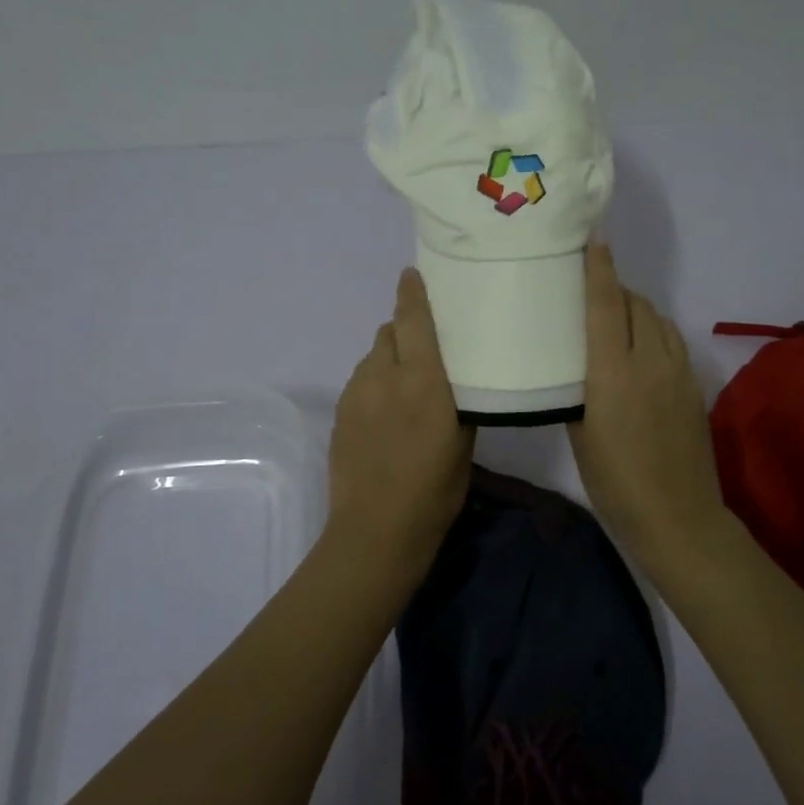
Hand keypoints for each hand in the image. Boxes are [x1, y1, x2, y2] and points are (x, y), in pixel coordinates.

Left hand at [326, 268, 475, 575]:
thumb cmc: (434, 489)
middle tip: (425, 348)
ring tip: (405, 385)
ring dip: (390, 358)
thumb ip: (457, 399)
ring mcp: (356, 394)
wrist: (376, 530)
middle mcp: (384, 376)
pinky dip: (375, 382)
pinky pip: (361, 381)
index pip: (413, 320)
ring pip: (373, 357)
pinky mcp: (340, 413)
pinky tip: (386, 412)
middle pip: (389, 332)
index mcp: (422, 380)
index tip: (413, 274)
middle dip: (406, 331)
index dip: (412, 293)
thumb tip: (455, 377)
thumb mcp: (463, 442)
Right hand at [568, 244, 726, 567]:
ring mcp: (678, 372)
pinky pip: (673, 341)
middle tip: (591, 292)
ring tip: (616, 319)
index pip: (605, 306)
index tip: (594, 240)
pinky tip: (642, 351)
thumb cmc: (614, 481)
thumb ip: (578, 390)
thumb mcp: (580, 434)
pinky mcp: (694, 386)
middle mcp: (649, 361)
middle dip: (615, 289)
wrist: (677, 516)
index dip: (599, 271)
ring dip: (637, 309)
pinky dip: (654, 332)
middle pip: (636, 304)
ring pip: (659, 320)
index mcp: (613, 373)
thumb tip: (577, 366)